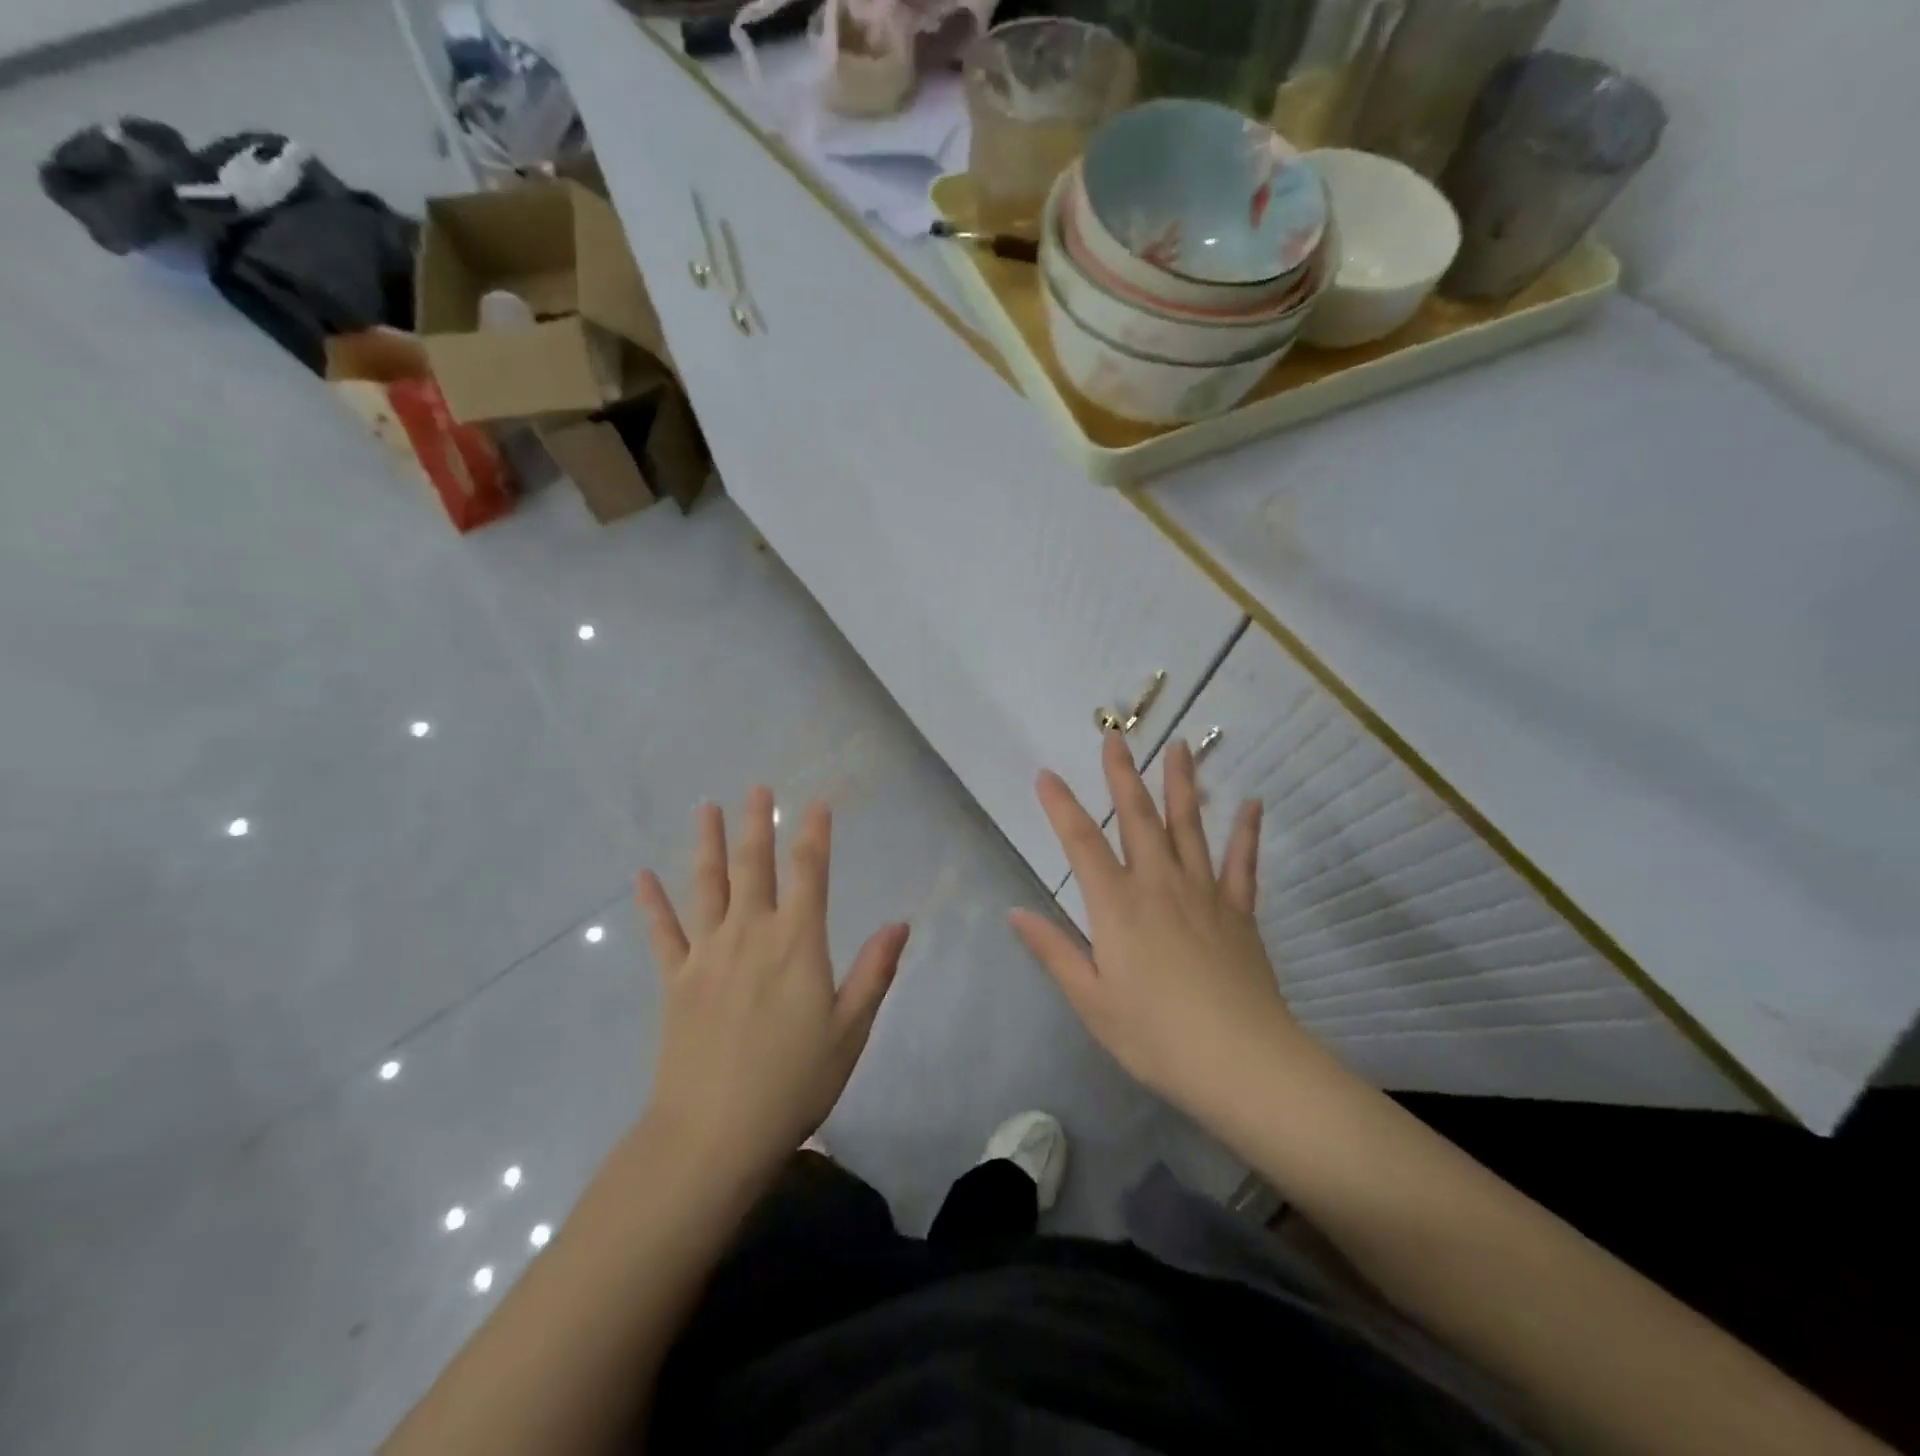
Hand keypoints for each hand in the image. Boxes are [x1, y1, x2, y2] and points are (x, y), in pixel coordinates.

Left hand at [635, 788, 908, 1185]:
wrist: (713, 1134)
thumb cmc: (793, 1082)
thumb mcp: (850, 1031)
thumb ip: (874, 972)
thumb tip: (899, 923)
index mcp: (797, 943)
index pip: (809, 873)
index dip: (814, 834)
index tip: (817, 803)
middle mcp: (750, 934)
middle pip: (754, 866)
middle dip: (758, 824)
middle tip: (757, 788)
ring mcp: (707, 954)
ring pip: (707, 886)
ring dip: (708, 845)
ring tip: (706, 808)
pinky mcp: (675, 980)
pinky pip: (663, 933)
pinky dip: (652, 904)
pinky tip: (642, 877)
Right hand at [1010, 733, 1293, 1118]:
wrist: (1240, 1061)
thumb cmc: (1155, 1035)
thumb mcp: (1091, 1000)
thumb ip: (1054, 951)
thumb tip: (1014, 912)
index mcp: (1117, 906)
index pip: (1081, 843)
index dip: (1061, 806)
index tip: (1046, 774)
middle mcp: (1158, 885)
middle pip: (1138, 819)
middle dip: (1122, 776)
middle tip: (1115, 738)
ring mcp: (1204, 893)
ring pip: (1190, 827)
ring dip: (1181, 785)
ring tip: (1178, 746)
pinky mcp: (1239, 911)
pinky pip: (1243, 863)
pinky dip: (1247, 832)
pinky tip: (1252, 804)